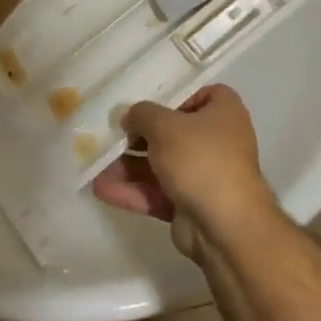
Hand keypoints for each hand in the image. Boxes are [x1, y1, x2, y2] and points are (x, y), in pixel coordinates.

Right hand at [90, 85, 276, 261]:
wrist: (225, 227)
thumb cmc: (199, 159)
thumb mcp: (164, 125)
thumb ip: (141, 114)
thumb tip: (130, 116)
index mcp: (223, 112)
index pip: (197, 93)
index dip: (170, 95)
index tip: (141, 100)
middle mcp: (216, 140)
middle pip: (171, 131)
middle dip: (137, 135)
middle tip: (108, 131)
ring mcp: (203, 175)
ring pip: (159, 164)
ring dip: (128, 165)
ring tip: (95, 162)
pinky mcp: (189, 204)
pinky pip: (157, 191)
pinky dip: (132, 190)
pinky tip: (101, 188)